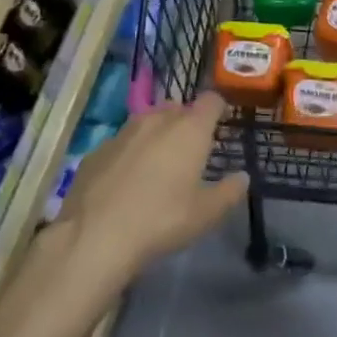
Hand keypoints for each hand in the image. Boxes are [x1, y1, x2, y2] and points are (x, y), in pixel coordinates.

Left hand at [56, 92, 246, 278]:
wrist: (95, 236)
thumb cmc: (162, 220)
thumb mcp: (207, 213)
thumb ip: (229, 192)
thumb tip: (242, 177)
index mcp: (189, 130)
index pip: (211, 101)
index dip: (218, 108)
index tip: (221, 123)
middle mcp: (156, 121)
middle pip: (177, 107)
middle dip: (186, 121)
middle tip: (191, 149)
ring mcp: (122, 133)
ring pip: (146, 121)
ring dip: (156, 134)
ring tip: (159, 163)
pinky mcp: (95, 151)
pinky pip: (121, 143)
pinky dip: (129, 153)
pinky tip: (127, 180)